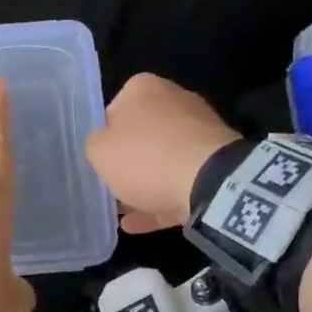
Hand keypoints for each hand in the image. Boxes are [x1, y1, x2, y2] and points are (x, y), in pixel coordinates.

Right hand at [85, 73, 239, 233]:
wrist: (208, 183)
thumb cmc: (145, 157)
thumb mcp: (99, 151)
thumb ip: (95, 144)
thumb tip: (106, 144)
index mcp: (143, 88)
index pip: (113, 111)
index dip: (103, 140)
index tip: (99, 163)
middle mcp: (174, 100)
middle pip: (140, 136)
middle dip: (126, 163)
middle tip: (109, 189)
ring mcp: (199, 132)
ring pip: (161, 161)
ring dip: (142, 186)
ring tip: (122, 214)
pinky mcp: (215, 163)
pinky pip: (179, 181)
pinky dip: (160, 200)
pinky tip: (138, 224)